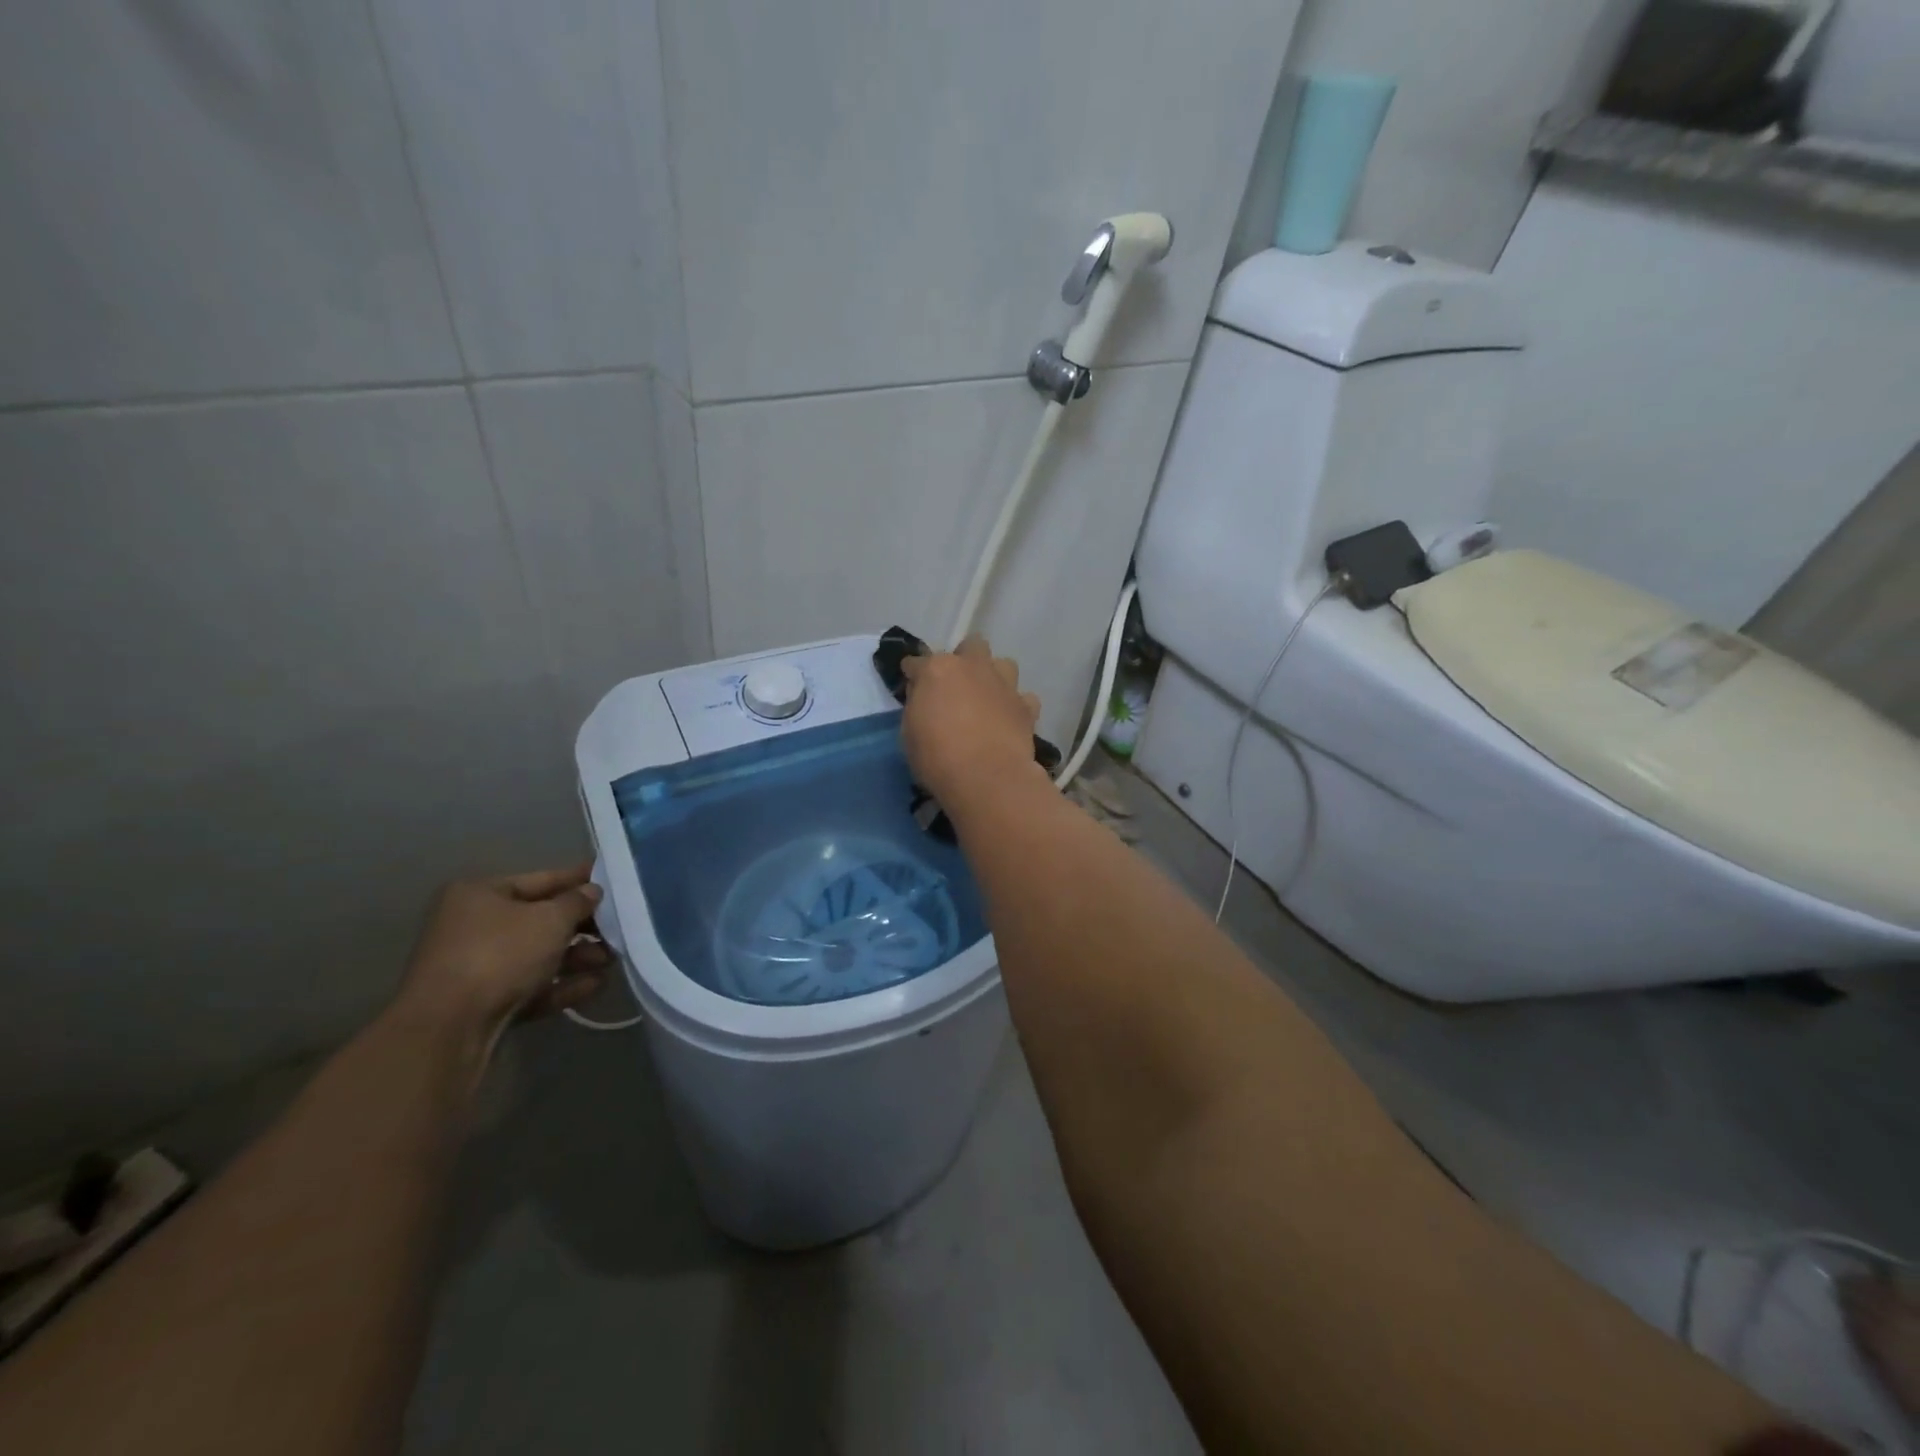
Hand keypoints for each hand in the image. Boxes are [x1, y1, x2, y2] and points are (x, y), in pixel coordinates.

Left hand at [397, 865, 610, 1042]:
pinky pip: (532, 986)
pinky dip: (562, 984)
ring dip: (577, 956)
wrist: (450, 1028)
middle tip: (618, 927)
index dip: (578, 879)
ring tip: (611, 959)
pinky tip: (595, 985)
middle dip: (582, 926)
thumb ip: (577, 902)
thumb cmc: (501, 954)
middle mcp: (474, 926)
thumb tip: (591, 892)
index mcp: (480, 894)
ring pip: (538, 955)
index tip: (611, 879)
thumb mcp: (550, 919)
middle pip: (541, 920)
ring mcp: (477, 967)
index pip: (541, 879)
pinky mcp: (485, 1003)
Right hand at [900, 636, 1045, 807]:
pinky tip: (1009, 720)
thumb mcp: (909, 732)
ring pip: (1003, 664)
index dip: (913, 673)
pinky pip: (1024, 698)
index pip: (917, 661)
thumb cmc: (937, 757)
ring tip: (987, 699)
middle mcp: (973, 667)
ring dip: (994, 677)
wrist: (987, 777)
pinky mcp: (1026, 706)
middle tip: (956, 687)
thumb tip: (926, 698)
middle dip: (963, 660)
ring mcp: (1004, 684)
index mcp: (937, 669)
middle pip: (971, 646)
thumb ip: (919, 706)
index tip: (911, 684)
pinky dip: (1017, 706)